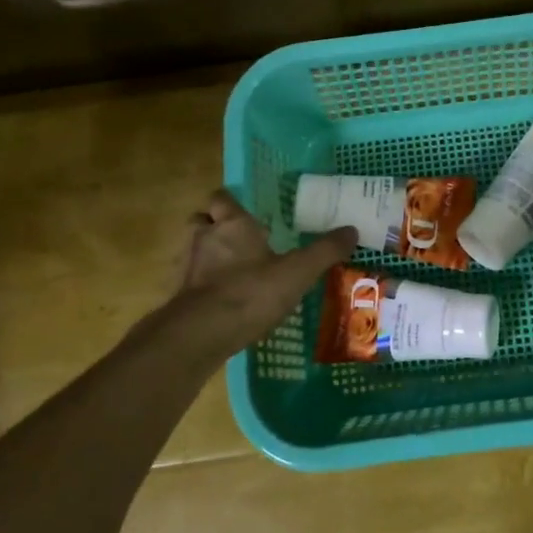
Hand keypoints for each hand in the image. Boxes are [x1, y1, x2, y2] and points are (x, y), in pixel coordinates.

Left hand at [168, 189, 356, 352]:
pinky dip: (203, 286)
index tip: (246, 213)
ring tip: (231, 270)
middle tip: (236, 239)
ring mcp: (188, 268)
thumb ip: (325, 251)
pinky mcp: (179, 297)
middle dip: (214, 226)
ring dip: (207, 255)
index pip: (222, 198)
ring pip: (193, 250)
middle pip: (201, 220)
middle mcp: (205, 238)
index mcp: (233, 224)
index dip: (231, 203)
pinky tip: (222, 299)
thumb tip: (352, 229)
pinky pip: (191, 282)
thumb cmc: (251, 292)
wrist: (201, 333)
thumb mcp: (298, 271)